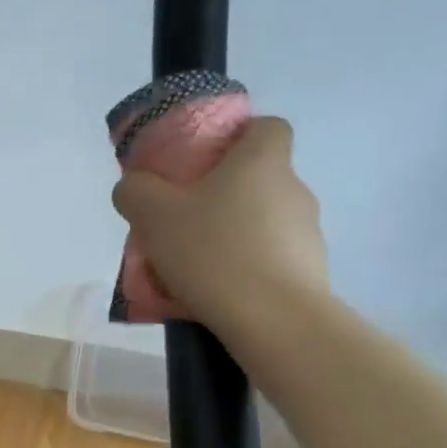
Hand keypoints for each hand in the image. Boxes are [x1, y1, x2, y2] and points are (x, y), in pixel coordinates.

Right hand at [111, 116, 328, 330]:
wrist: (274, 321)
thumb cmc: (213, 252)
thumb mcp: (153, 216)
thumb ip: (135, 191)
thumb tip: (134, 186)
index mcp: (262, 161)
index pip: (268, 126)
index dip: (239, 137)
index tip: (206, 162)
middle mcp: (294, 188)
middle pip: (260, 178)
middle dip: (225, 194)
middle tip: (186, 220)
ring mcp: (309, 232)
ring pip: (265, 221)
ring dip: (236, 234)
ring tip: (198, 266)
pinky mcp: (312, 271)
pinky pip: (272, 258)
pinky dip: (249, 268)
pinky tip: (220, 292)